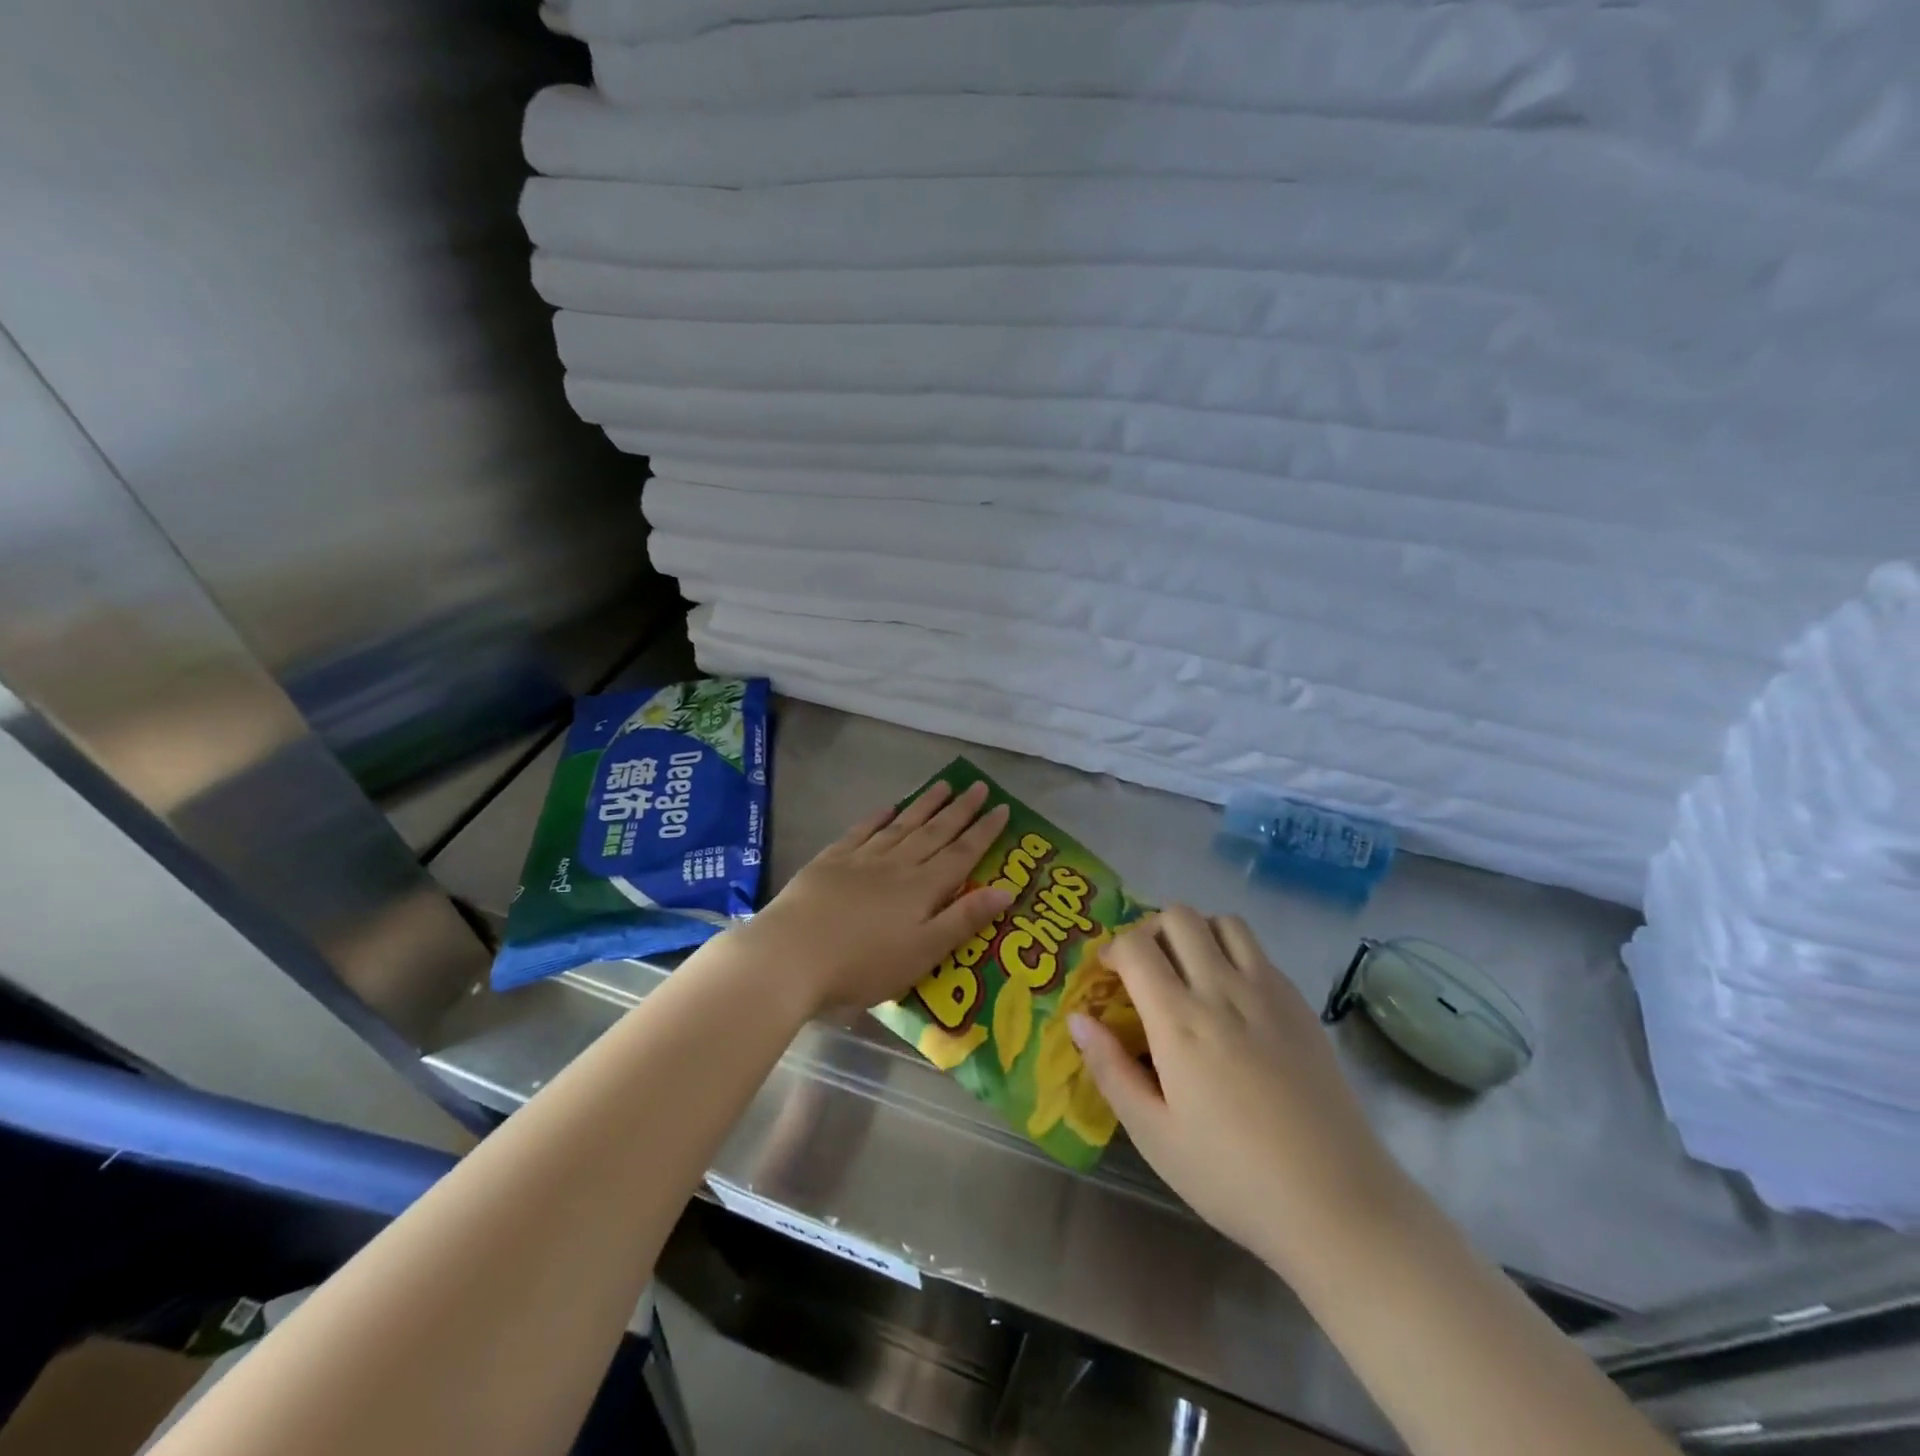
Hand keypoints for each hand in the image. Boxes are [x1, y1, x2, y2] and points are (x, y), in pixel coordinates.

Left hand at [732, 780, 1013, 1016]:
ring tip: (944, 784)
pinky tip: (888, 807)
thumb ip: (964, 920)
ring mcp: (862, 859)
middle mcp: (897, 864)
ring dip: (925, 805)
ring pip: (902, 825)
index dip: (985, 831)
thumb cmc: (862, 965)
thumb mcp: (923, 953)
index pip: (962, 853)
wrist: (791, 955)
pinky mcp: (830, 861)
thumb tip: (1007, 889)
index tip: (1003, 808)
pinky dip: (878, 817)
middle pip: (935, 832)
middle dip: (960, 810)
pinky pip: (862, 831)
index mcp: (923, 888)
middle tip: (979, 786)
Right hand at [1070, 907, 1411, 1275]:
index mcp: (1179, 1021)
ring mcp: (1268, 992)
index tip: (1108, 975)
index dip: (1112, 949)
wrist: (1337, 1203)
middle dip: (1151, 930)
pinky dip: (1233, 953)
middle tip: (1145, 968)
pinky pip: (1259, 951)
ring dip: (1197, 932)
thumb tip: (1077, 1019)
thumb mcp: (1154, 1135)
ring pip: (1224, 922)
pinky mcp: (1300, 1005)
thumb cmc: (1232, 1176)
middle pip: (1179, 916)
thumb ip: (1110, 1069)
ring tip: (1188, 971)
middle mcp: (1222, 990)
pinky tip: (1232, 999)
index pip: (1136, 946)